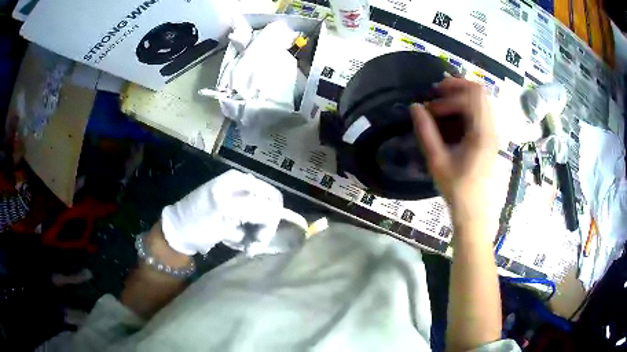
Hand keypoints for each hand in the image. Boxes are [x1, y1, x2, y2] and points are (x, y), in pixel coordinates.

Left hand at [161, 169, 283, 254]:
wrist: (177, 233)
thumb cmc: (199, 220)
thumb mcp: (227, 211)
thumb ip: (256, 208)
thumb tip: (277, 214)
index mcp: (240, 181)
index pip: (272, 199)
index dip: (272, 220)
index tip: (260, 239)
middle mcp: (242, 188)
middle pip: (269, 209)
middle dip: (264, 229)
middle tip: (253, 247)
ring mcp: (238, 203)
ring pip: (261, 220)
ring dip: (255, 236)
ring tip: (244, 247)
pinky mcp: (233, 216)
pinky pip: (250, 227)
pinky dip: (246, 237)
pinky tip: (234, 242)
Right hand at [410, 77, 497, 222]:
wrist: (475, 212)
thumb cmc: (457, 190)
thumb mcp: (437, 162)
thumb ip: (426, 132)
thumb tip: (414, 107)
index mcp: (482, 133)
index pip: (471, 96)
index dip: (449, 94)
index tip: (431, 107)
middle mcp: (492, 128)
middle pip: (479, 92)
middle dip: (456, 87)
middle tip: (436, 93)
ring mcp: (493, 133)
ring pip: (481, 100)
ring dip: (461, 96)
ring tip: (442, 104)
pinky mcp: (491, 138)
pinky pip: (481, 111)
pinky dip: (466, 107)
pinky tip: (452, 118)